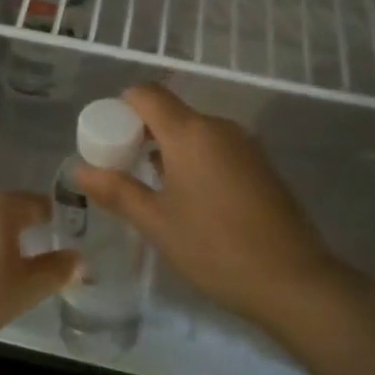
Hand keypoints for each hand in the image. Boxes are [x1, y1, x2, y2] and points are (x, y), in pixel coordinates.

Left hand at [0, 192, 79, 344]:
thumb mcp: (23, 289)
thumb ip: (55, 272)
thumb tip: (81, 259)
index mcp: (3, 208)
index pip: (36, 203)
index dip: (51, 214)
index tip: (62, 224)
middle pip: (5, 206)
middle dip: (21, 221)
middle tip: (36, 239)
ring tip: (3, 253)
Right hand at [76, 84, 341, 320]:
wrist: (294, 281)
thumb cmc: (215, 248)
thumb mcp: (156, 222)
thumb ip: (116, 191)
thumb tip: (80, 170)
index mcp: (190, 132)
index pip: (146, 94)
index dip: (120, 108)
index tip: (107, 139)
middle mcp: (219, 127)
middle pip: (171, 112)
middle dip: (142, 133)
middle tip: (123, 171)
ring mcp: (246, 145)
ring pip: (195, 132)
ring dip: (169, 150)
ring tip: (154, 190)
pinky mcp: (262, 165)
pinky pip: (217, 148)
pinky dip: (196, 161)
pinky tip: (192, 201)